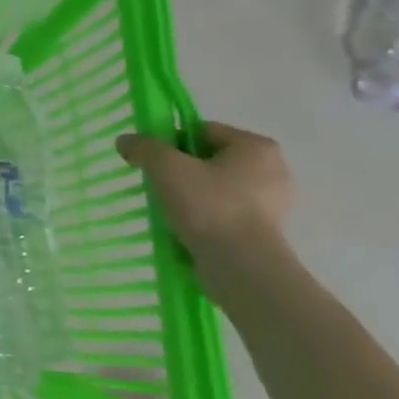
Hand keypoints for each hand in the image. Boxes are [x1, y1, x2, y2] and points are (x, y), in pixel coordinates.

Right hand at [116, 122, 292, 254]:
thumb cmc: (209, 206)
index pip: (204, 131)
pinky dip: (204, 218)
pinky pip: (224, 214)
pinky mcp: (265, 232)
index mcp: (256, 147)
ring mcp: (272, 204)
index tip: (151, 161)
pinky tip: (185, 229)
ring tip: (168, 211)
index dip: (171, 142)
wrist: (242, 267)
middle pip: (210, 160)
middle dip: (181, 171)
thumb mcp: (167, 168)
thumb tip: (125, 141)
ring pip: (216, 189)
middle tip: (157, 185)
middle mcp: (272, 170)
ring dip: (191, 196)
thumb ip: (144, 148)